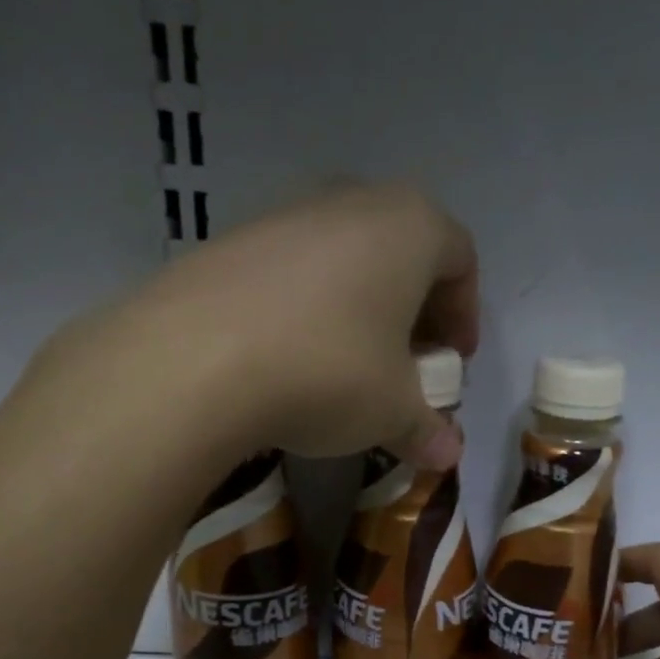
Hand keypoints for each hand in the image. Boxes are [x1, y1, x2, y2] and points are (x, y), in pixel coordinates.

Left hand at [75, 181, 478, 469]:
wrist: (195, 361)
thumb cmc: (329, 372)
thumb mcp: (392, 411)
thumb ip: (427, 430)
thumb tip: (448, 456)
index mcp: (409, 226)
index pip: (460, 259)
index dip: (464, 314)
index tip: (452, 362)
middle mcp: (351, 202)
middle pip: (402, 252)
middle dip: (413, 310)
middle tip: (407, 363)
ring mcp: (285, 214)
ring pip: (344, 258)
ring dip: (358, 309)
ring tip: (347, 366)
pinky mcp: (231, 241)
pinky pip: (290, 271)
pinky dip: (306, 309)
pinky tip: (290, 358)